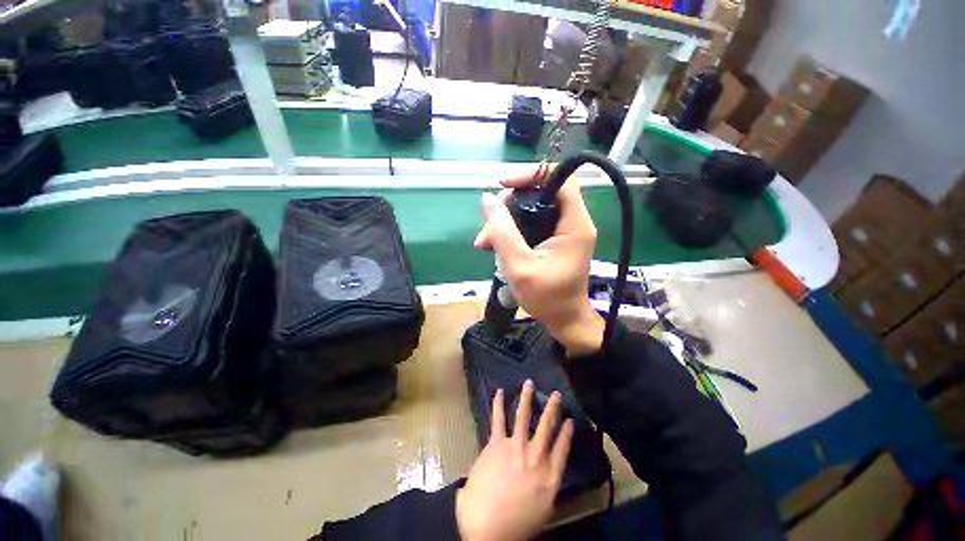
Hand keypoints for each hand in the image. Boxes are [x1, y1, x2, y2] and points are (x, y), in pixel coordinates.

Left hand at [456, 381, 574, 540]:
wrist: (487, 528)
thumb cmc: (516, 527)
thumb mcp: (542, 512)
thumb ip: (546, 489)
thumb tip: (545, 478)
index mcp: (550, 476)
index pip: (562, 448)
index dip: (567, 432)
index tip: (570, 419)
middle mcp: (535, 456)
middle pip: (547, 426)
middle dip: (552, 408)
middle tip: (556, 394)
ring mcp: (515, 446)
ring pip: (524, 416)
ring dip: (527, 398)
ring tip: (529, 383)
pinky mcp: (496, 443)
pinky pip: (498, 419)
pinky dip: (499, 404)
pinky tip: (500, 392)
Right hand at [474, 168, 604, 354]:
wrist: (563, 320)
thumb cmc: (547, 298)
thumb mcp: (520, 266)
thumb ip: (503, 232)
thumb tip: (487, 200)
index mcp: (574, 225)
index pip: (560, 180)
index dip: (531, 175)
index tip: (503, 184)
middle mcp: (572, 222)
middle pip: (539, 194)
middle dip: (509, 206)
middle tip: (488, 228)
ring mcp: (562, 230)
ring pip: (530, 209)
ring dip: (505, 221)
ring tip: (485, 243)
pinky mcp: (553, 239)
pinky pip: (530, 223)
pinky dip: (510, 231)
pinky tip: (494, 245)